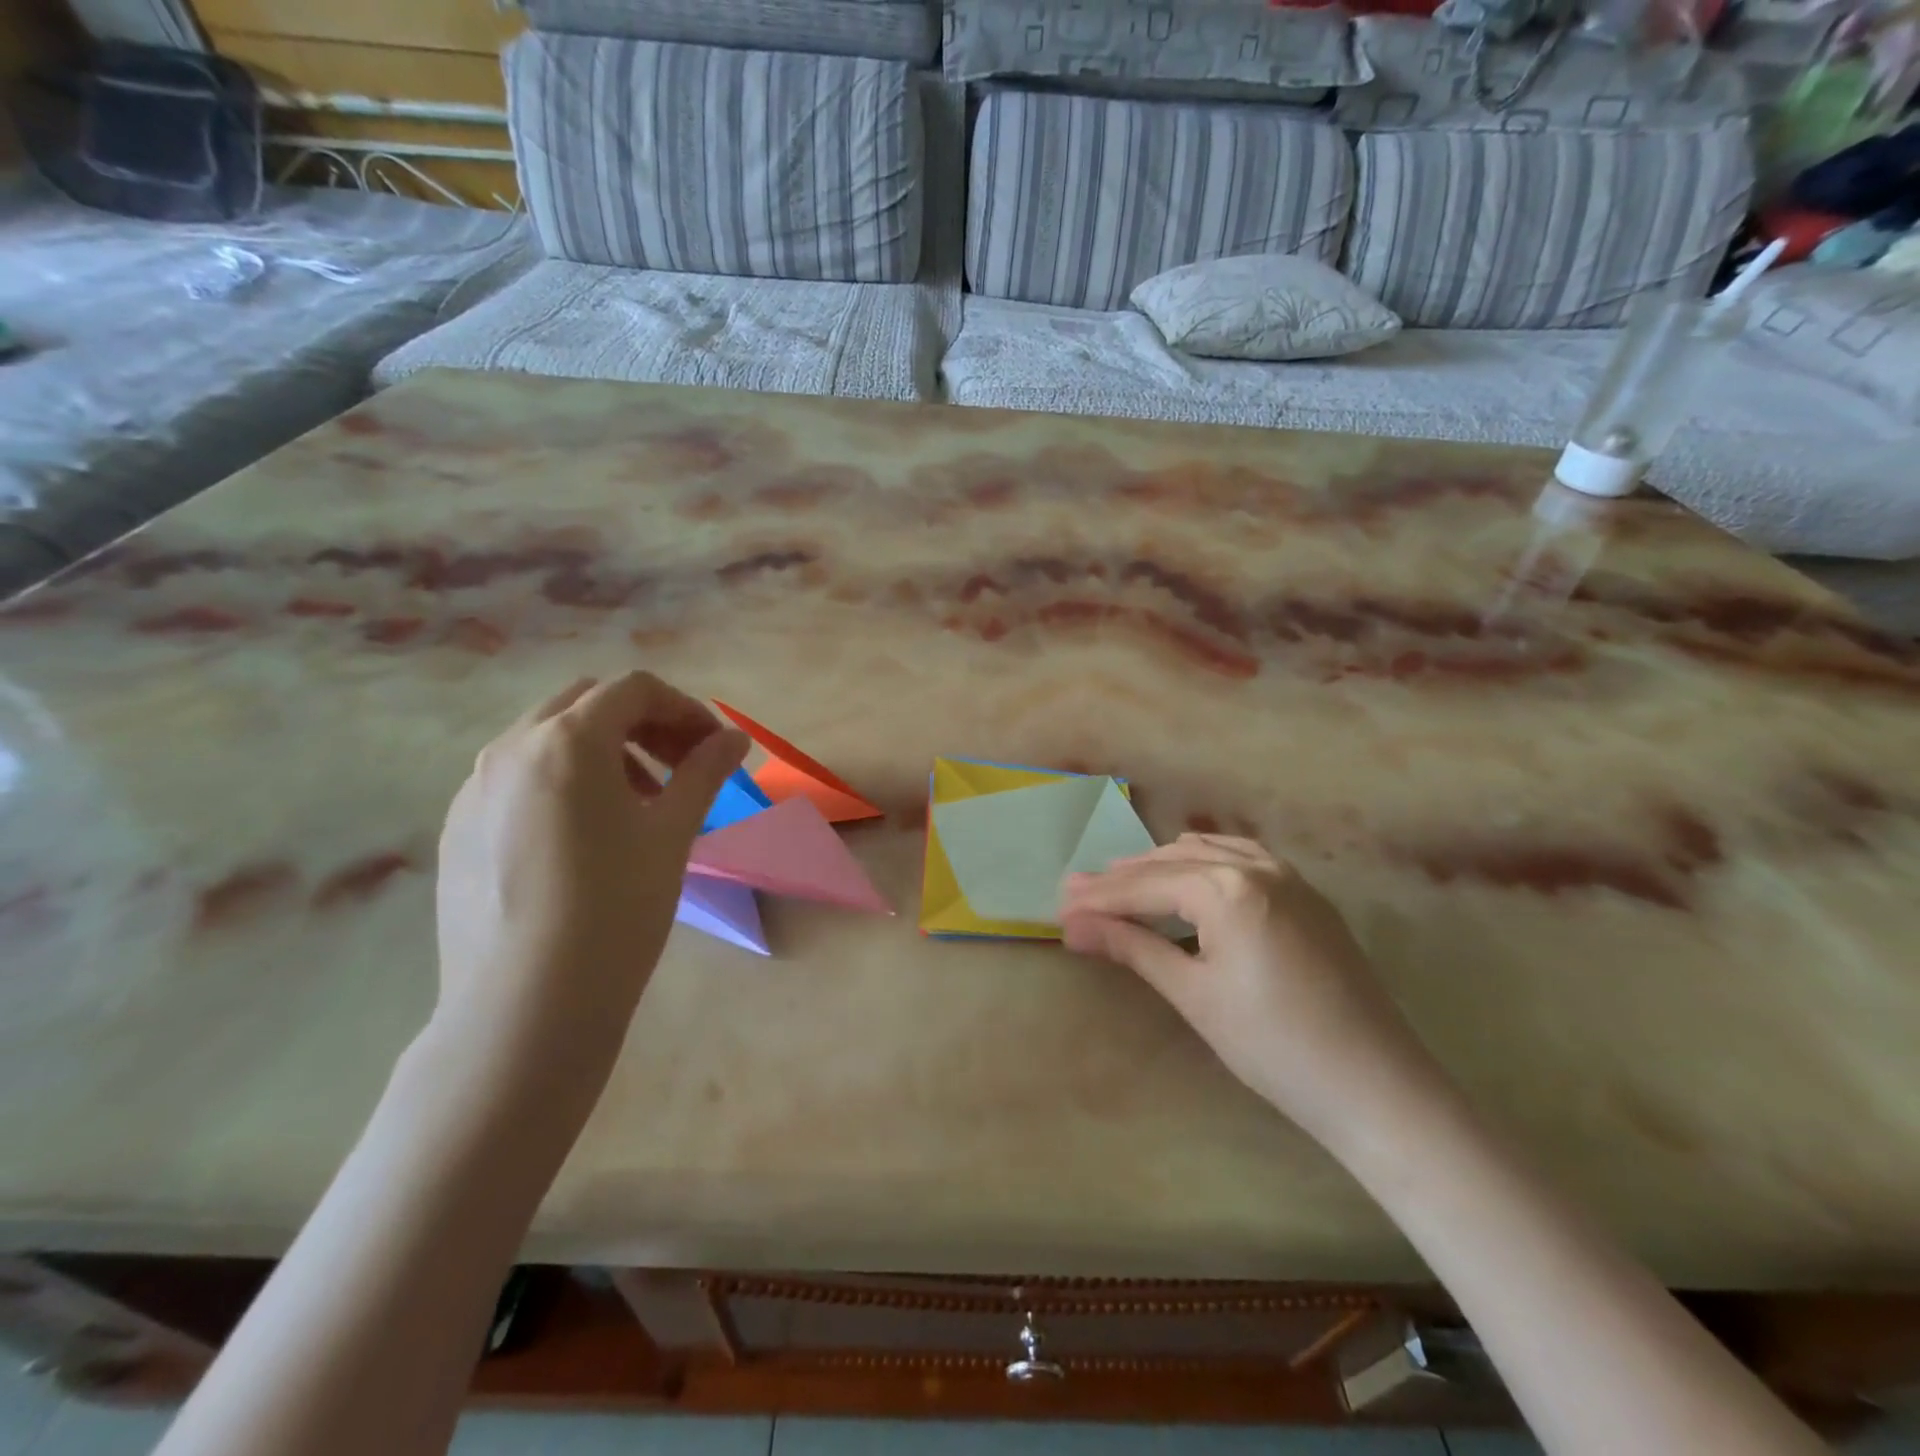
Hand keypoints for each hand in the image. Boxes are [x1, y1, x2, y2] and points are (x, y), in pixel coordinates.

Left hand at [433, 672, 747, 1094]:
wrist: (526, 1006)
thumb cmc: (617, 908)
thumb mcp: (672, 833)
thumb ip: (704, 772)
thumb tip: (736, 739)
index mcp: (567, 740)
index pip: (635, 690)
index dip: (685, 709)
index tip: (714, 749)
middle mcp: (510, 748)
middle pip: (586, 703)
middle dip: (642, 723)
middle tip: (680, 768)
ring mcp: (474, 789)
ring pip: (546, 739)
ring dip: (602, 751)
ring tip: (638, 804)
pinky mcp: (458, 829)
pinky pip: (517, 779)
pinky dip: (562, 782)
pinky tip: (584, 838)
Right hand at [1060, 836, 1438, 1139]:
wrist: (1376, 1087)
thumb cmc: (1274, 1046)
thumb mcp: (1194, 995)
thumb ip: (1133, 948)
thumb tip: (1075, 926)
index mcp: (1227, 888)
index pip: (1144, 886)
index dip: (1099, 899)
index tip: (1059, 907)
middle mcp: (1257, 866)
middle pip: (1172, 862)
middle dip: (1123, 879)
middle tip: (1080, 895)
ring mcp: (1289, 877)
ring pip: (1208, 853)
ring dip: (1162, 866)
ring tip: (1124, 884)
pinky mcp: (1308, 896)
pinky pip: (1242, 860)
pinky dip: (1204, 865)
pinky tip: (1190, 882)